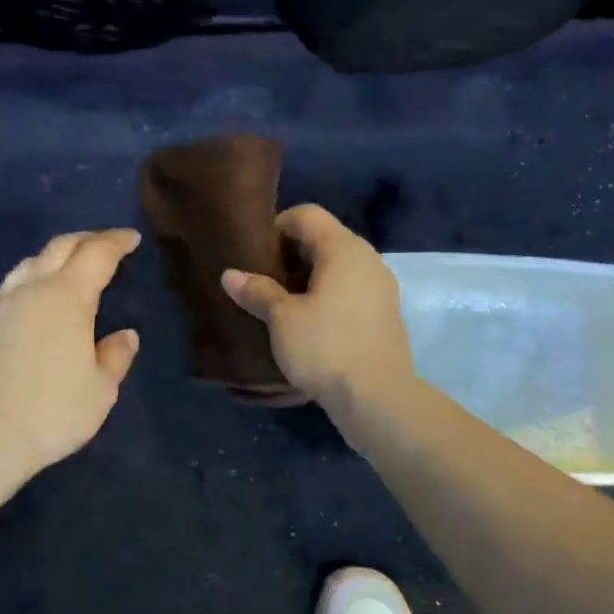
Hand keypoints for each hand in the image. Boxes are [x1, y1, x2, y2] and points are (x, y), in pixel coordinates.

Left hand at [0, 229, 141, 476]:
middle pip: (58, 248)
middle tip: (103, 244)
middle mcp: (28, 290)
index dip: (116, 242)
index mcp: (67, 297)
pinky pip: (3, 293)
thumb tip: (125, 335)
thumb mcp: (100, 391)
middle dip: (85, 240)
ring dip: (51, 260)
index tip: (130, 238)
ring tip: (64, 272)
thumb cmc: (52, 413)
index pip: (97, 254)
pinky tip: (26, 308)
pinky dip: (24, 289)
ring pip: (26, 266)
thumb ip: (115, 357)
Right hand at [220, 205, 415, 407]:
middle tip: (260, 279)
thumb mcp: (282, 319)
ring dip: (307, 278)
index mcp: (344, 249)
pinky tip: (305, 322)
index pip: (306, 214)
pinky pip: (348, 290)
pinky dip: (325, 296)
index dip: (276, 227)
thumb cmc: (326, 348)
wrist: (379, 399)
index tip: (254, 254)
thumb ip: (257, 291)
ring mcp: (380, 287)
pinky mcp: (383, 314)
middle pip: (322, 239)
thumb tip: (230, 274)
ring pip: (336, 267)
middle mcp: (367, 259)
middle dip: (289, 254)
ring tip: (278, 303)